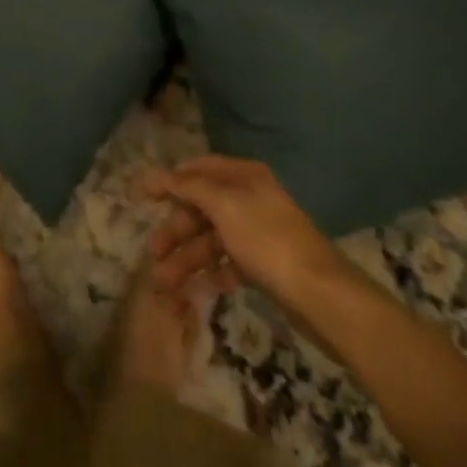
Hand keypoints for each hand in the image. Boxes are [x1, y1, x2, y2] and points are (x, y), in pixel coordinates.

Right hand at [144, 156, 346, 304]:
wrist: (323, 297)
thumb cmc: (268, 241)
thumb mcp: (224, 206)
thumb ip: (189, 187)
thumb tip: (158, 174)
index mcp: (242, 176)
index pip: (198, 170)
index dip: (170, 182)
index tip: (142, 196)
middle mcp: (249, 199)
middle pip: (202, 209)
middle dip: (175, 232)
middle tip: (153, 254)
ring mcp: (257, 234)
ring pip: (212, 241)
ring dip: (187, 260)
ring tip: (164, 284)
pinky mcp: (264, 267)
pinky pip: (228, 264)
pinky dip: (211, 274)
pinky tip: (196, 290)